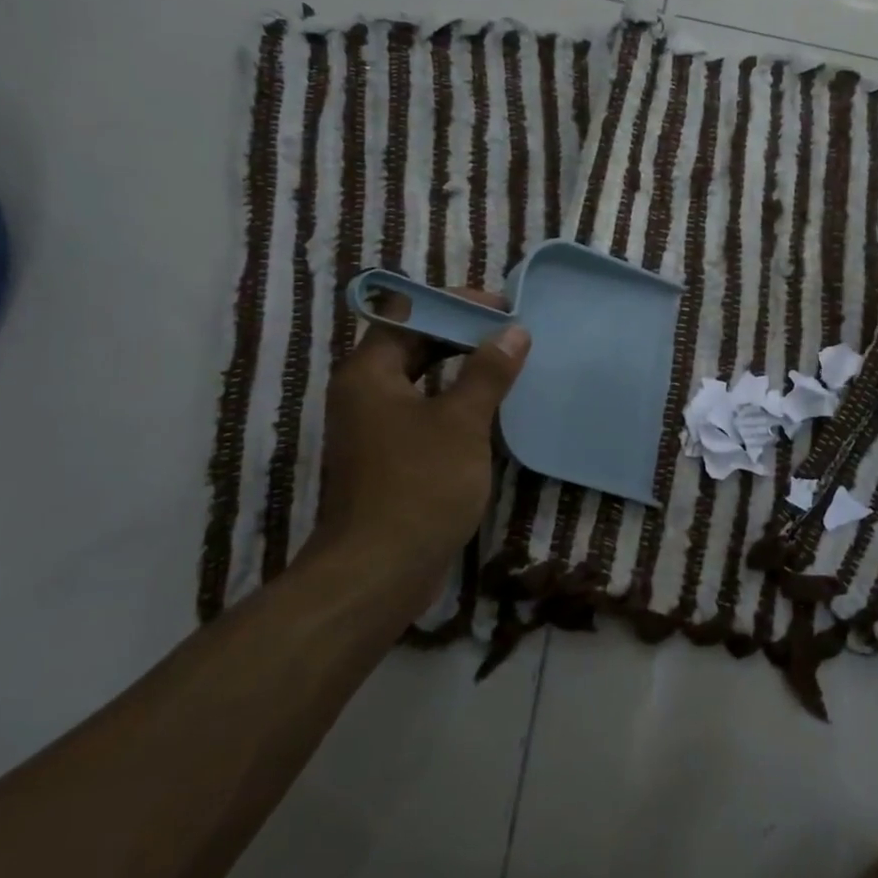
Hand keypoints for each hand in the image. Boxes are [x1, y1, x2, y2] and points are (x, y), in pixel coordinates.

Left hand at [307, 290, 530, 618]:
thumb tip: (513, 332)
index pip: (408, 313)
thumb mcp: (461, 423)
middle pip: (413, 345)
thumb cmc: (419, 486)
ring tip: (509, 364)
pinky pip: (424, 413)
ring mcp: (375, 429)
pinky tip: (492, 410)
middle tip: (512, 334)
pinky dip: (455, 403)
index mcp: (369, 373)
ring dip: (462, 369)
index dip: (455, 304)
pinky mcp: (390, 459)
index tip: (503, 308)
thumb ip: (487, 372)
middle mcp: (364, 393)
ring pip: (421, 381)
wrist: (378, 572)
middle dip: (462, 335)